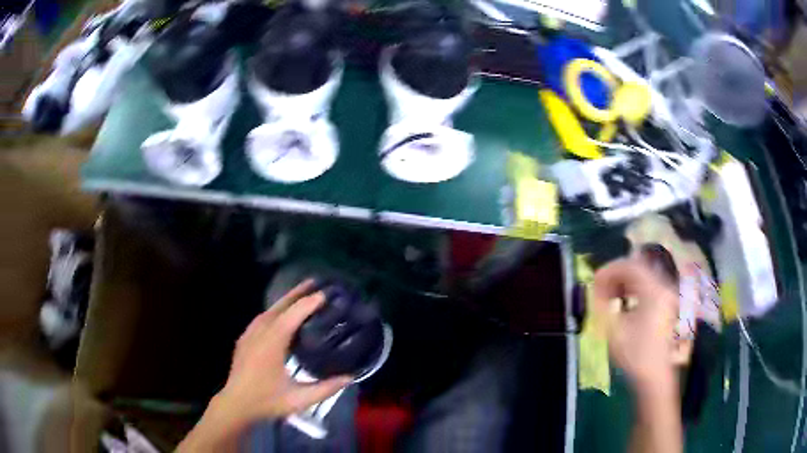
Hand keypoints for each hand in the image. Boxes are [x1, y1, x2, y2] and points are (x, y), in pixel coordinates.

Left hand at [178, 280, 350, 451]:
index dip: (309, 303)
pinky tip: (280, 315)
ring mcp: (249, 334)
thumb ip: (325, 388)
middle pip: (279, 306)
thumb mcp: (299, 399)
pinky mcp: (244, 339)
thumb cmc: (267, 401)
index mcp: (272, 344)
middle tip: (314, 281)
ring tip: (301, 295)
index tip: (325, 294)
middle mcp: (259, 333)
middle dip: (296, 293)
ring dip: (285, 301)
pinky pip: (261, 318)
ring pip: (269, 311)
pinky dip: (274, 311)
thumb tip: (350, 378)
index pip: (292, 316)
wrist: (236, 404)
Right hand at [592, 258, 679, 387]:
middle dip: (616, 275)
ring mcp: (667, 295)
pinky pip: (648, 287)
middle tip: (600, 288)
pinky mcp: (666, 304)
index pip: (630, 265)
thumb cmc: (635, 355)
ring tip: (608, 295)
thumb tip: (596, 290)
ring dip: (624, 282)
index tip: (595, 280)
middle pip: (638, 268)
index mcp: (654, 291)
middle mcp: (664, 287)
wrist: (655, 376)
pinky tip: (623, 303)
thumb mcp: (615, 331)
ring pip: (643, 277)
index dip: (610, 269)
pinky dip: (633, 290)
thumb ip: (603, 305)